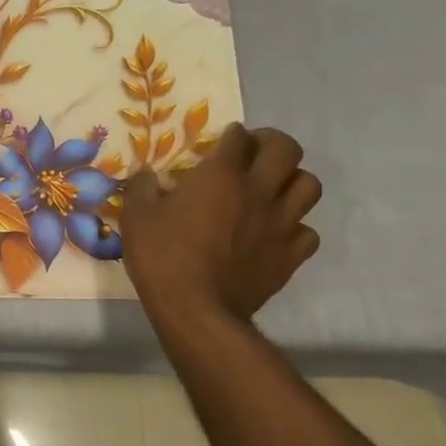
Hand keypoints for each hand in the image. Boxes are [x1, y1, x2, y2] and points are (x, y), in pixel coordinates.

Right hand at [121, 125, 320, 321]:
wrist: (196, 310)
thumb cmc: (162, 257)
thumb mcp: (136, 216)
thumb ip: (142, 187)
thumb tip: (146, 173)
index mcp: (221, 175)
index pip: (239, 137)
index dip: (231, 134)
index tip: (222, 140)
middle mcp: (259, 190)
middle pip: (287, 149)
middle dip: (272, 143)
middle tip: (255, 153)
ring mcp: (281, 224)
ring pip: (309, 185)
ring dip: (293, 181)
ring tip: (274, 188)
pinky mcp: (290, 256)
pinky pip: (308, 232)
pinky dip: (296, 228)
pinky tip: (277, 233)